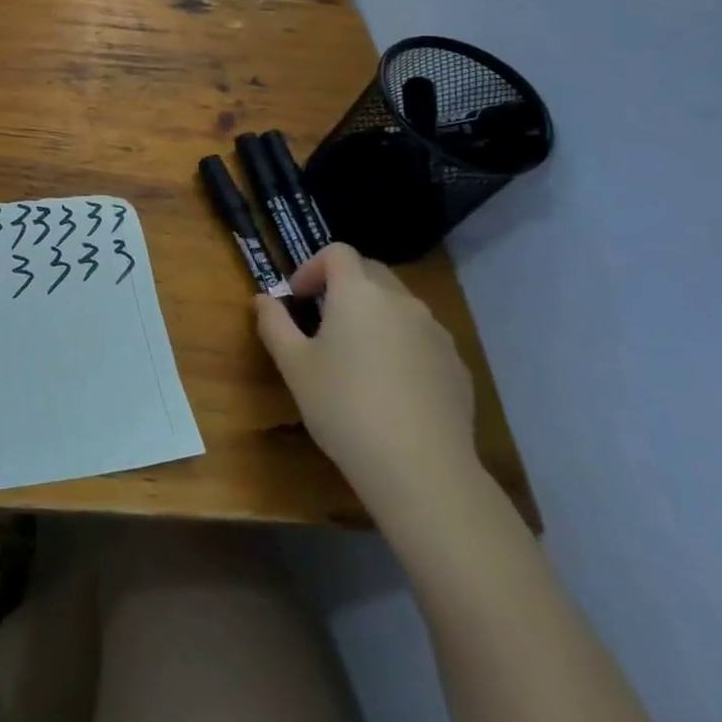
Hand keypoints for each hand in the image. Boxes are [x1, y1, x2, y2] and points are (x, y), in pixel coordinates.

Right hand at [254, 242, 475, 507]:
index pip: (337, 252)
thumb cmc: (344, 407)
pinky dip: (402, 345)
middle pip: (371, 272)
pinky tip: (390, 387)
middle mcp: (402, 301)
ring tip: (356, 356)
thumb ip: (274, 324)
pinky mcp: (458, 366)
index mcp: (359, 293)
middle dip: (343, 286)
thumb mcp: (294, 365)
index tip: (297, 297)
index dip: (312, 266)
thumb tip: (263, 299)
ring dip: (374, 315)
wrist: (421, 469)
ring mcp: (436, 333)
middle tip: (321, 321)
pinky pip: (422, 339)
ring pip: (399, 306)